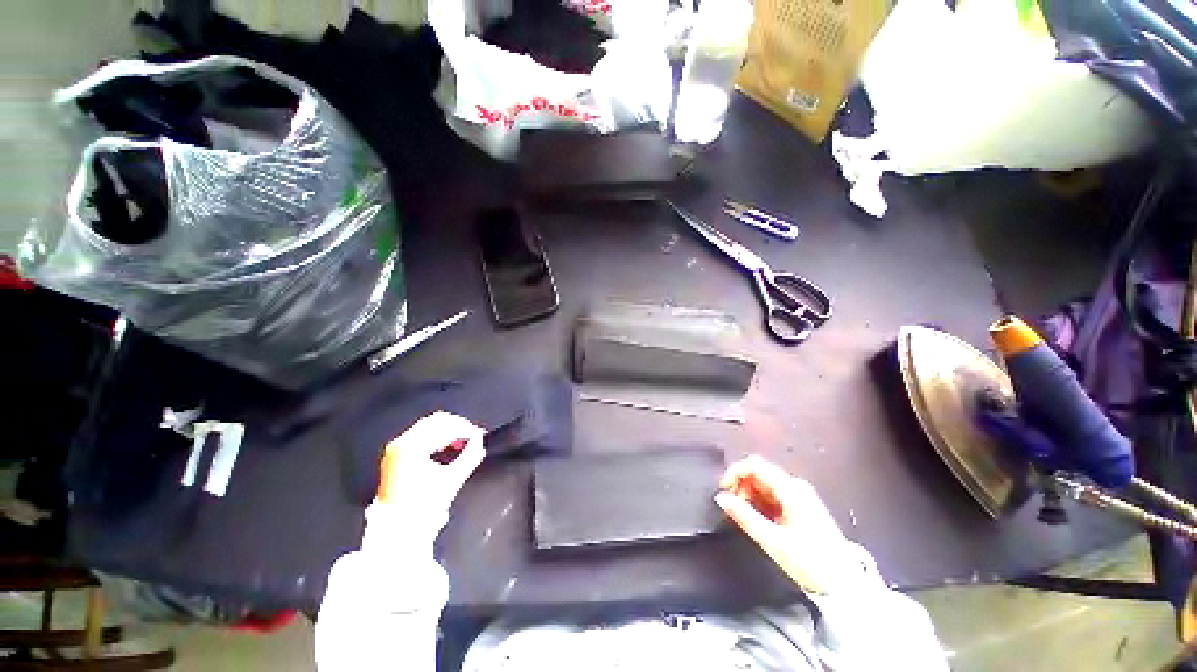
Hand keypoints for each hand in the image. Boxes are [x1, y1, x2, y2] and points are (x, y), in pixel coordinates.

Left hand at [376, 411, 485, 512]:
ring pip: (428, 428)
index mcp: (413, 446)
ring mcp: (396, 450)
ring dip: (447, 432)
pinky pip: (420, 437)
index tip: (480, 436)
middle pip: (435, 422)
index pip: (445, 425)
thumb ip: (469, 457)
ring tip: (463, 443)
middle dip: (457, 427)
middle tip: (473, 437)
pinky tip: (447, 449)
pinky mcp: (395, 458)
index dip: (466, 428)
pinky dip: (436, 439)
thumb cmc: (422, 506)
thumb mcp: (451, 480)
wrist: (396, 531)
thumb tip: (480, 443)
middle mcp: (401, 443)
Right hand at [716, 456, 862, 593]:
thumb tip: (720, 497)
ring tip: (744, 515)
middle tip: (733, 506)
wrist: (845, 584)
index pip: (755, 465)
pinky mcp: (802, 505)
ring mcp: (800, 495)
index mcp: (790, 489)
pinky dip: (760, 500)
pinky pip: (774, 493)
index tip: (723, 491)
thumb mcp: (772, 540)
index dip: (734, 472)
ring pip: (765, 482)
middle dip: (741, 484)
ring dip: (749, 493)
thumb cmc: (809, 561)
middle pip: (759, 471)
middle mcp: (795, 485)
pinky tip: (758, 518)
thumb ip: (744, 516)